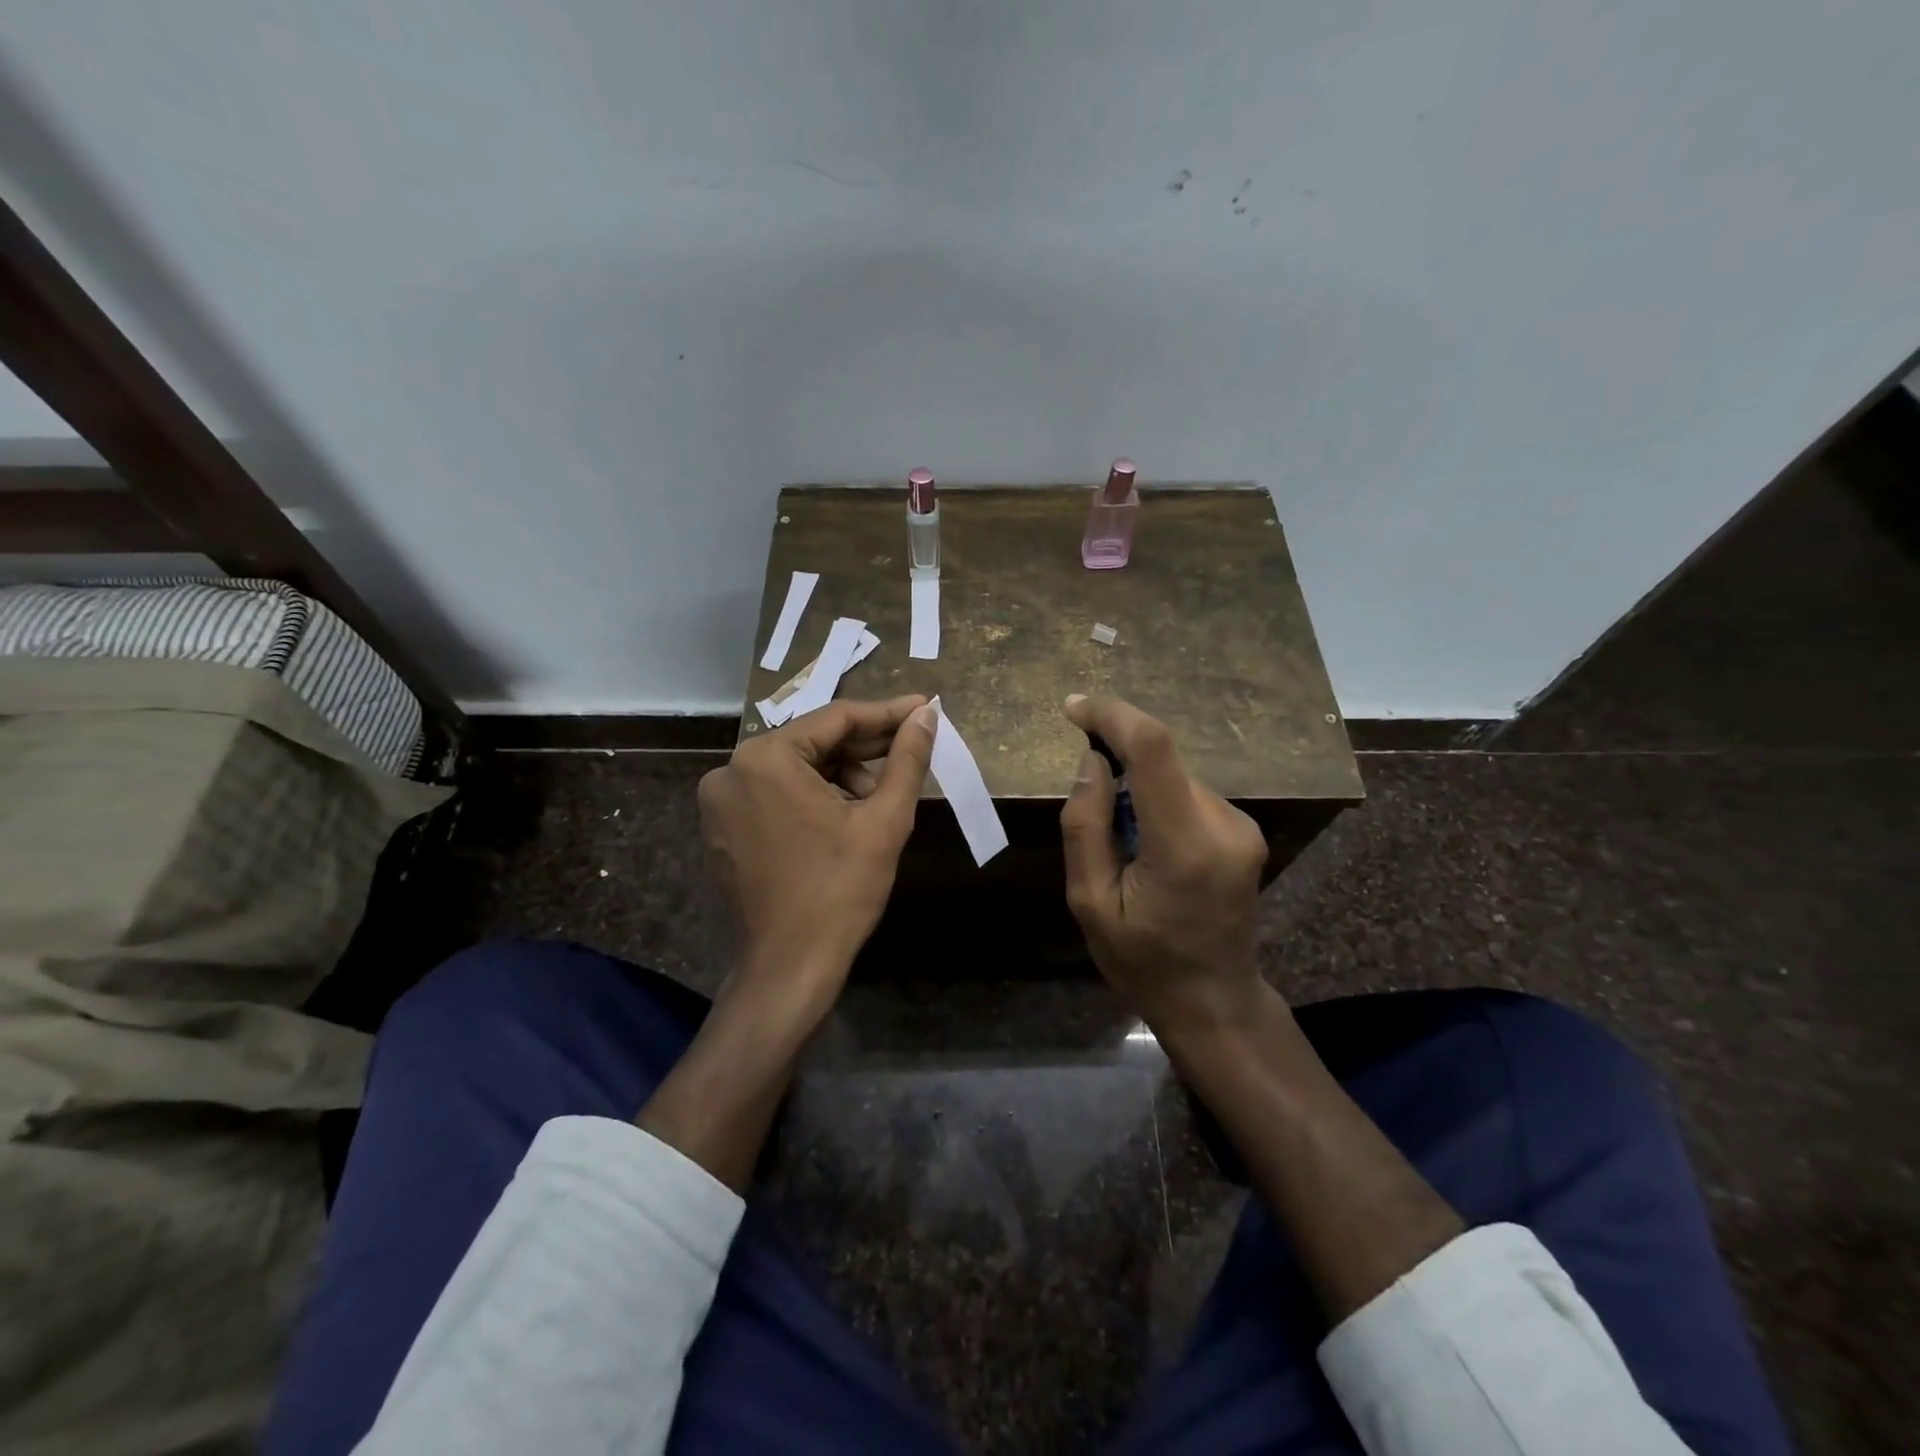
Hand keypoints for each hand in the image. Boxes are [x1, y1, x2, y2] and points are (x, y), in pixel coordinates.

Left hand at [698, 695, 935, 1010]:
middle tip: (911, 749)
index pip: (836, 719)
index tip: (925, 708)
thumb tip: (926, 715)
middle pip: (813, 742)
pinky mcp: (722, 828)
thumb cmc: (840, 891)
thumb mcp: (883, 820)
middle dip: (865, 748)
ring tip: (879, 800)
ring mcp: (720, 802)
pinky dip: (812, 796)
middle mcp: (731, 770)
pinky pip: (776, 793)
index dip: (886, 713)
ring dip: (841, 775)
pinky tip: (846, 816)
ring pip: (795, 768)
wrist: (789, 967)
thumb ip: (907, 759)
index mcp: (765, 758)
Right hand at [1059, 694, 1270, 1031]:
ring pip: (1173, 776)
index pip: (1153, 749)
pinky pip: (1187, 794)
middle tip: (1089, 806)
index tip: (1073, 708)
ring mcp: (1241, 827)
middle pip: (1162, 760)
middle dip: (1118, 761)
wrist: (1214, 1001)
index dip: (1112, 716)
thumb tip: (1092, 760)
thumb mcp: (1089, 902)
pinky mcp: (1243, 831)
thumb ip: (1085, 825)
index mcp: (1184, 845)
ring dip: (1137, 787)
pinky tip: (1147, 847)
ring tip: (1122, 846)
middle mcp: (1223, 825)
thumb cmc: (1142, 961)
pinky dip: (1157, 801)